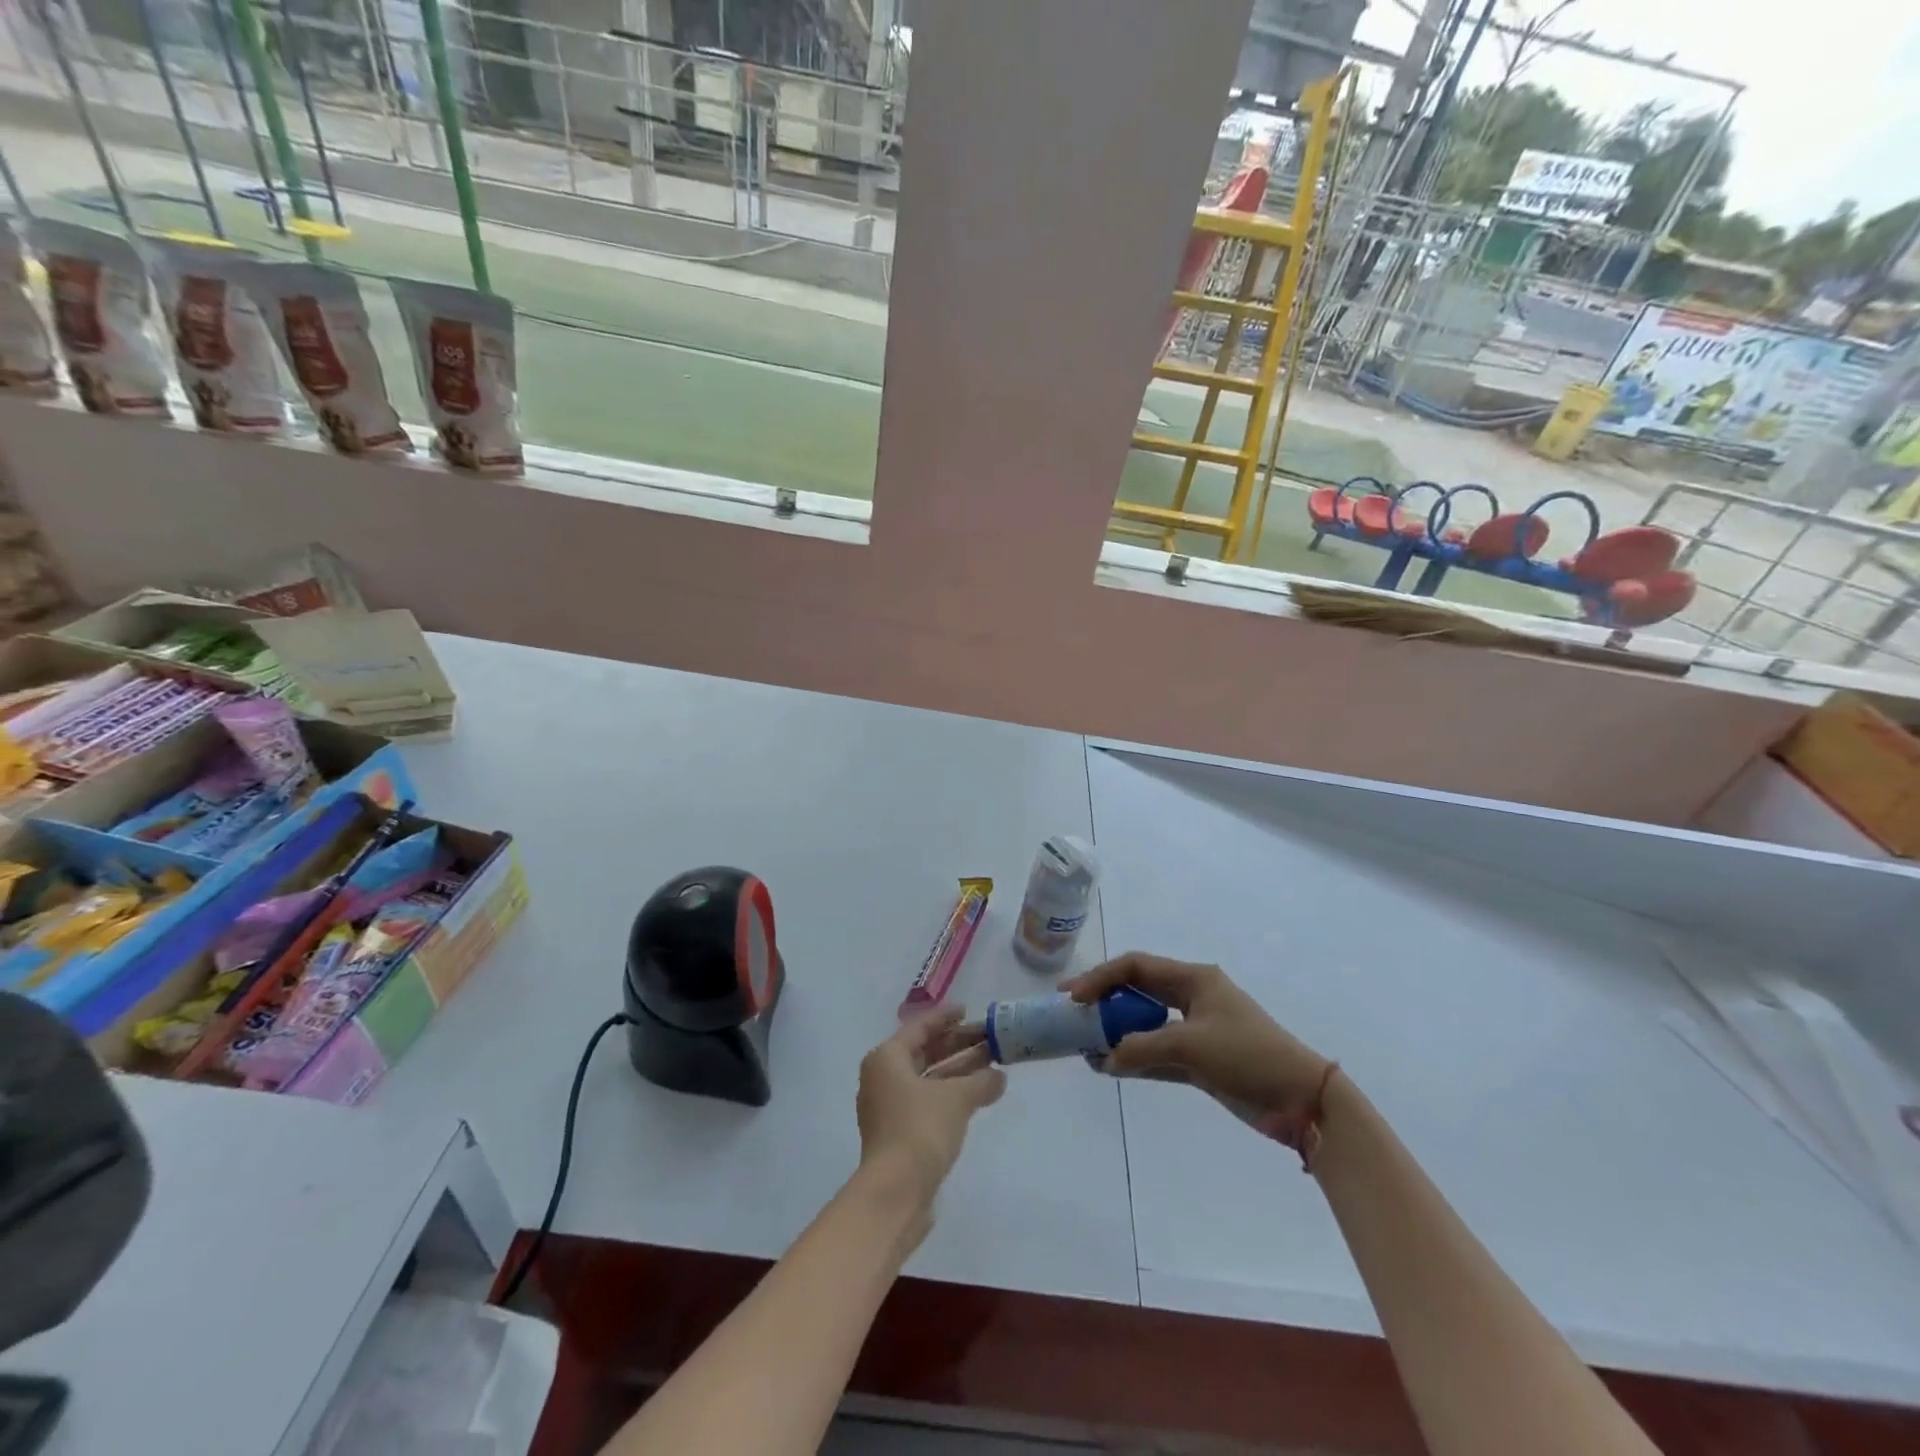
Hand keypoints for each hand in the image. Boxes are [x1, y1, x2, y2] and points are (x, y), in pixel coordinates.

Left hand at [856, 1006, 1006, 1213]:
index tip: (969, 1011)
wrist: (895, 1193)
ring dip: (957, 1070)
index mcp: (887, 1058)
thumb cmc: (920, 1130)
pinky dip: (950, 1094)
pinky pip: (927, 1100)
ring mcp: (888, 1107)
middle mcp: (882, 1077)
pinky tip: (977, 1095)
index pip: (919, 1027)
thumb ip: (981, 1082)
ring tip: (991, 1064)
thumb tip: (999, 1076)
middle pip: (923, 1052)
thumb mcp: (957, 1099)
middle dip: (957, 1045)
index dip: (945, 1018)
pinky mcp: (898, 1133)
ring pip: (927, 1078)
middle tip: (988, 1038)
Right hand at [1062, 952, 1331, 1123]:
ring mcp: (1196, 1029)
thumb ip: (1141, 1048)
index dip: (1100, 977)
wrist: (1302, 1100)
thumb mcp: (1191, 1047)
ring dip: (1117, 1032)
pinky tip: (1110, 1067)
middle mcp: (1191, 997)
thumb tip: (1103, 1057)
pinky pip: (1157, 1051)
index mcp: (1193, 979)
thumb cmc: (1248, 1056)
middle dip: (1104, 1002)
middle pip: (1137, 991)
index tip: (1072, 996)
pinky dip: (1135, 1057)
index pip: (1135, 967)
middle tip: (1072, 1016)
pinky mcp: (1200, 1059)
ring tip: (1085, 1044)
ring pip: (1144, 1022)